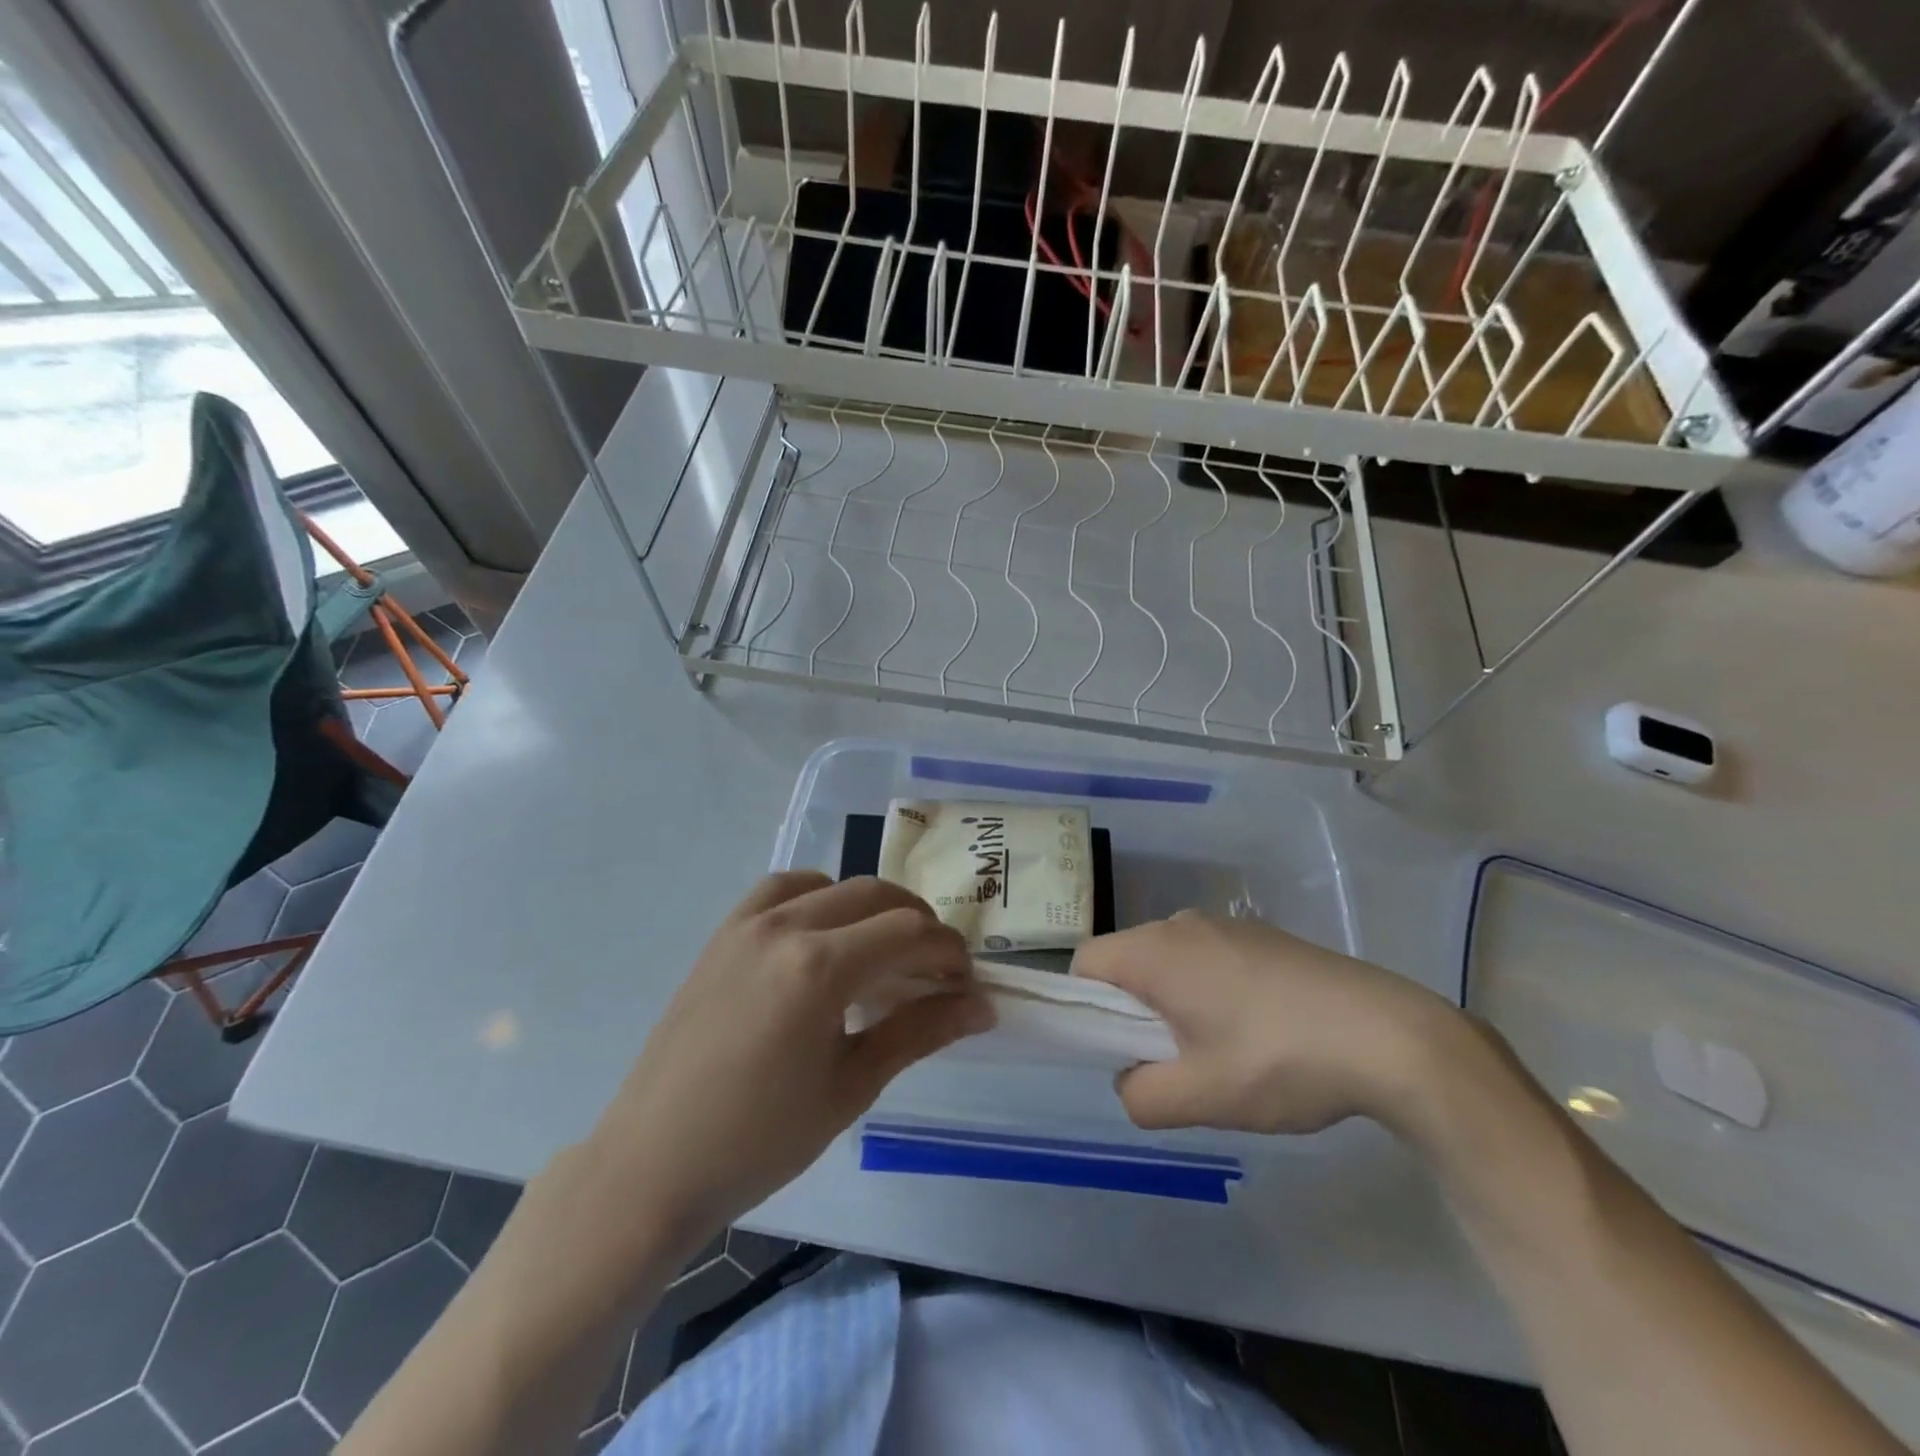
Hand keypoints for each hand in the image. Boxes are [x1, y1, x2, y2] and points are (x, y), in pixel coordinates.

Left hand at [587, 872, 993, 1252]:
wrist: (654, 1164)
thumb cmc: (760, 1140)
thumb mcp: (852, 1086)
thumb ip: (919, 1032)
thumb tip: (982, 1006)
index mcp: (820, 968)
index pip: (910, 932)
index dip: (949, 952)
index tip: (965, 985)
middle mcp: (786, 926)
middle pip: (877, 896)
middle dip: (919, 926)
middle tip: (935, 972)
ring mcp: (748, 923)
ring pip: (833, 884)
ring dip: (872, 907)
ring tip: (885, 951)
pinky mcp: (723, 933)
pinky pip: (782, 888)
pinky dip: (818, 896)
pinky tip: (825, 933)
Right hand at [1072, 911, 1459, 1136]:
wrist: (1391, 1036)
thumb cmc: (1280, 1060)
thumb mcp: (1201, 1097)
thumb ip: (1140, 1096)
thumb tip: (1131, 1080)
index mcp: (1156, 950)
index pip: (1086, 964)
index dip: (1084, 1008)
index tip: (1117, 1050)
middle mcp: (1182, 924)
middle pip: (1127, 961)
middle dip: (1133, 1012)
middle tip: (1172, 1062)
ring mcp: (1227, 926)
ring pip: (1170, 961)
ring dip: (1174, 1004)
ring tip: (1221, 1054)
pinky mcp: (1263, 936)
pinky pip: (1209, 959)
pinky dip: (1210, 991)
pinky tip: (1260, 1033)